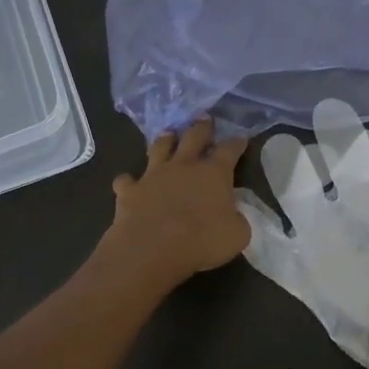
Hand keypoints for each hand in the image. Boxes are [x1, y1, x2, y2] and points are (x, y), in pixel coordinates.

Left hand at [105, 119, 250, 287]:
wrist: (152, 250)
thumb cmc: (202, 242)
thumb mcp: (237, 235)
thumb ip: (237, 219)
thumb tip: (233, 215)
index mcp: (214, 174)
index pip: (230, 150)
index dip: (237, 143)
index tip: (242, 137)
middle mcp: (183, 166)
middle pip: (193, 137)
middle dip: (201, 127)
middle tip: (204, 118)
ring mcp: (153, 175)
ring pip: (159, 148)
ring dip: (165, 140)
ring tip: (168, 134)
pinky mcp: (130, 191)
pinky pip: (127, 180)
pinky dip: (129, 181)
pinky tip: (129, 183)